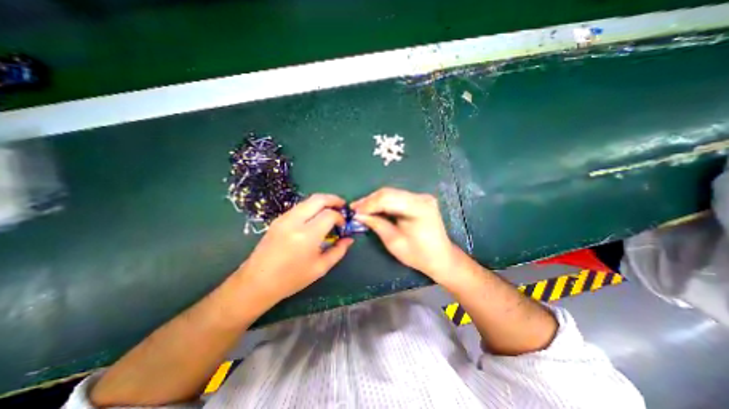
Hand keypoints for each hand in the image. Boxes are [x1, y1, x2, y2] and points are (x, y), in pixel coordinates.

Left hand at [237, 193, 352, 306]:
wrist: (256, 282)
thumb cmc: (291, 279)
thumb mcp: (320, 268)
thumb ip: (338, 251)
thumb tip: (349, 239)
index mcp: (307, 236)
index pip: (329, 215)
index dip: (340, 217)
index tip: (343, 225)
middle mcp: (294, 222)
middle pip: (318, 199)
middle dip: (333, 199)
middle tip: (342, 206)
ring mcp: (284, 218)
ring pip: (308, 200)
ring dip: (323, 202)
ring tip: (331, 210)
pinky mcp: (278, 219)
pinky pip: (299, 206)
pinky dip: (312, 207)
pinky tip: (316, 217)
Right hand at [350, 186, 457, 284]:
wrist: (441, 257)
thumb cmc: (419, 255)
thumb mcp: (394, 242)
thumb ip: (376, 224)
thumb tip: (358, 215)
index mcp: (418, 208)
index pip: (387, 198)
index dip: (368, 204)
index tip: (354, 211)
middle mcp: (421, 197)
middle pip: (389, 193)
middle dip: (369, 201)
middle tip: (354, 209)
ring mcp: (421, 197)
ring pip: (391, 193)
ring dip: (375, 201)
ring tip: (361, 208)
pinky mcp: (419, 200)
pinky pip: (397, 197)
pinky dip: (383, 203)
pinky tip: (374, 208)